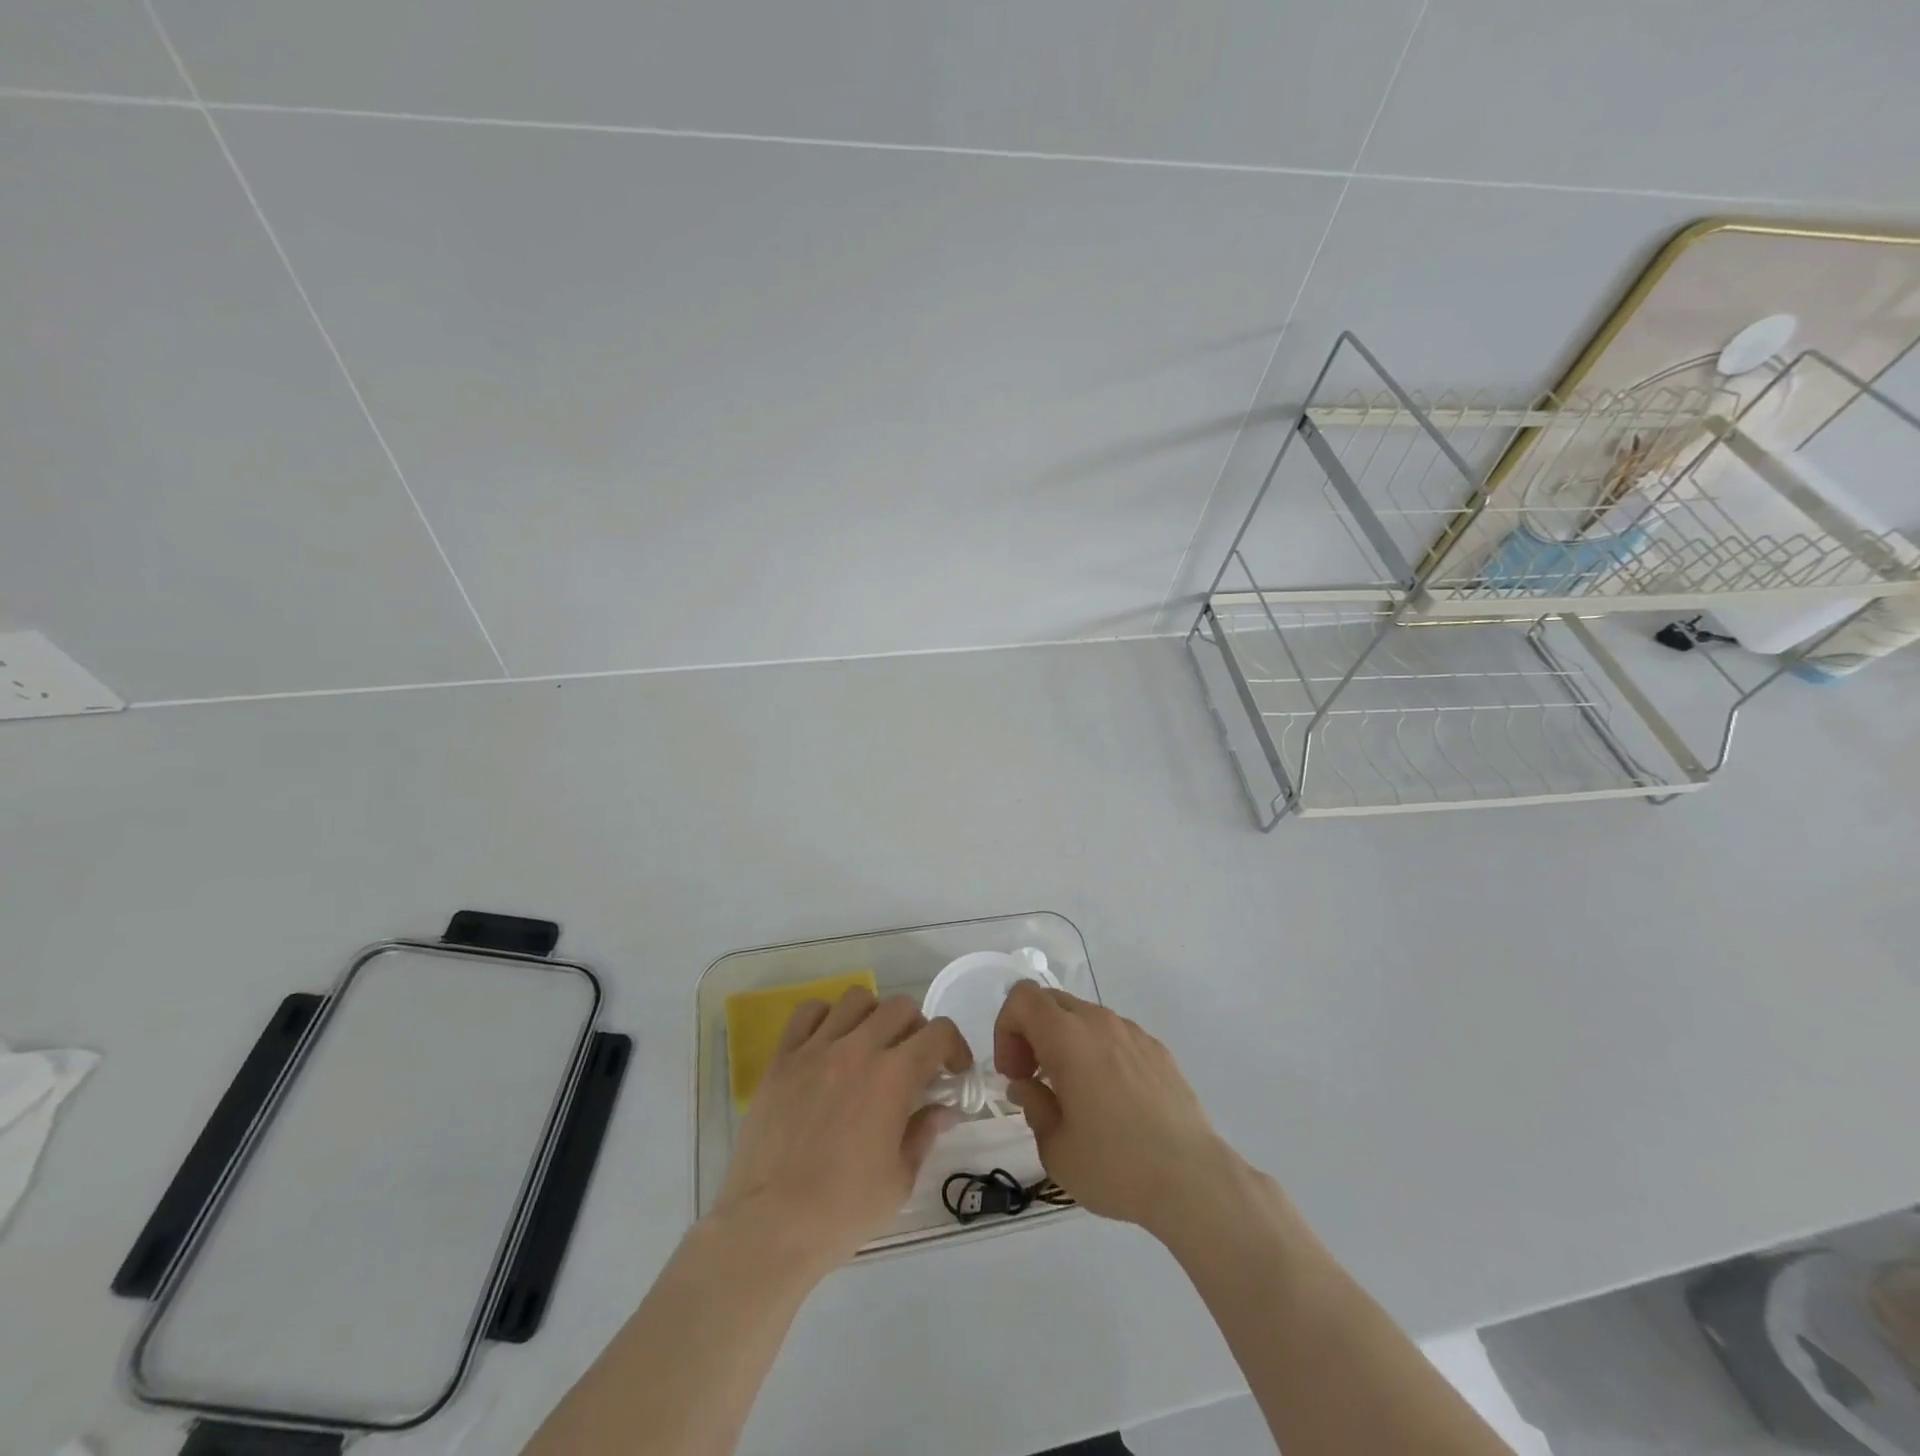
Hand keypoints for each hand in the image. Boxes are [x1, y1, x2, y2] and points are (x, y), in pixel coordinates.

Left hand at [713, 988, 969, 1274]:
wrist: (769, 1225)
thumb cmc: (841, 1211)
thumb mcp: (899, 1180)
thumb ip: (924, 1133)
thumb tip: (943, 1109)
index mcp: (893, 1076)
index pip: (939, 1033)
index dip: (955, 1047)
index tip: (954, 1071)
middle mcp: (857, 1049)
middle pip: (900, 1007)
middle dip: (918, 1030)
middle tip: (914, 1061)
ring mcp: (816, 1049)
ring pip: (856, 999)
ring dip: (874, 1016)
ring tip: (871, 1046)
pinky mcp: (782, 1058)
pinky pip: (808, 1012)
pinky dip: (826, 1018)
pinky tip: (829, 1043)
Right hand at [993, 983, 1243, 1238]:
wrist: (1193, 1180)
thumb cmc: (1115, 1165)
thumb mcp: (1055, 1148)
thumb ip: (1033, 1105)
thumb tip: (1028, 1086)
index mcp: (1068, 1037)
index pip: (1022, 998)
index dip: (1006, 1028)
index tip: (1015, 1073)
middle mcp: (1100, 1022)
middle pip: (1051, 1002)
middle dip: (1031, 1033)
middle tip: (1034, 1079)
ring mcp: (1133, 1033)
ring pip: (1084, 1018)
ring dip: (1065, 1043)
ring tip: (1074, 1094)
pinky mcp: (1158, 1050)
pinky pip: (1115, 1036)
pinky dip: (1098, 1053)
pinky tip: (1112, 1101)